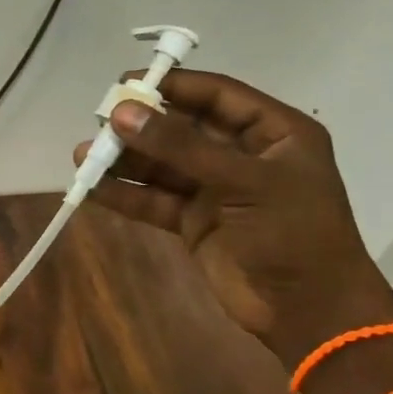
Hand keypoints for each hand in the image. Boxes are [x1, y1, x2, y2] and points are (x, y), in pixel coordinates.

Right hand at [74, 69, 392, 367]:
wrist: (307, 311)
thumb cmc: (292, 234)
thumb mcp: (243, 181)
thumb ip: (180, 147)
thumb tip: (121, 113)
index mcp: (273, 134)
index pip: (217, 96)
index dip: (174, 86)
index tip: (126, 82)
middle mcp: (242, 156)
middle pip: (183, 129)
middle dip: (141, 126)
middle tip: (99, 121)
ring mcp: (216, 191)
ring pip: (162, 166)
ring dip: (125, 161)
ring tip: (84, 155)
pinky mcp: (194, 223)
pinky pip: (154, 200)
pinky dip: (125, 195)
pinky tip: (93, 188)